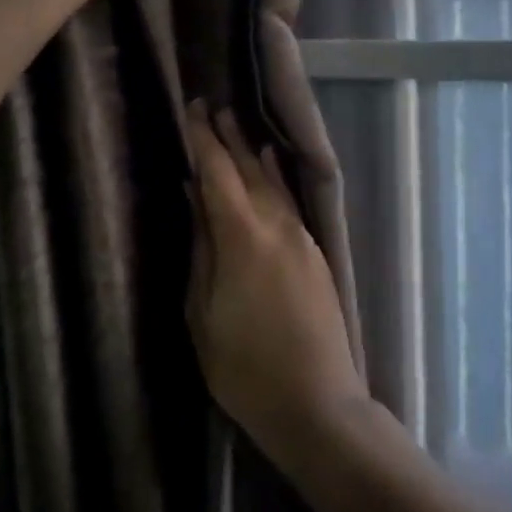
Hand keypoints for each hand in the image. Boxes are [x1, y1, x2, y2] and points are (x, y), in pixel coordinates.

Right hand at [184, 102, 366, 464]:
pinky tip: (271, 167)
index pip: (218, 173)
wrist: (318, 404)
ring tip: (238, 126)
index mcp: (243, 237)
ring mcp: (302, 238)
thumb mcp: (204, 314)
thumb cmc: (245, 368)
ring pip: (274, 183)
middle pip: (250, 169)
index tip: (192, 109)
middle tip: (213, 106)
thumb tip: (194, 197)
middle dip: (230, 137)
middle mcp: (278, 226)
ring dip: (254, 153)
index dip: (204, 139)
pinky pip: (289, 202)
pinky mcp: (316, 254)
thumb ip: (201, 249)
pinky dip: (276, 178)